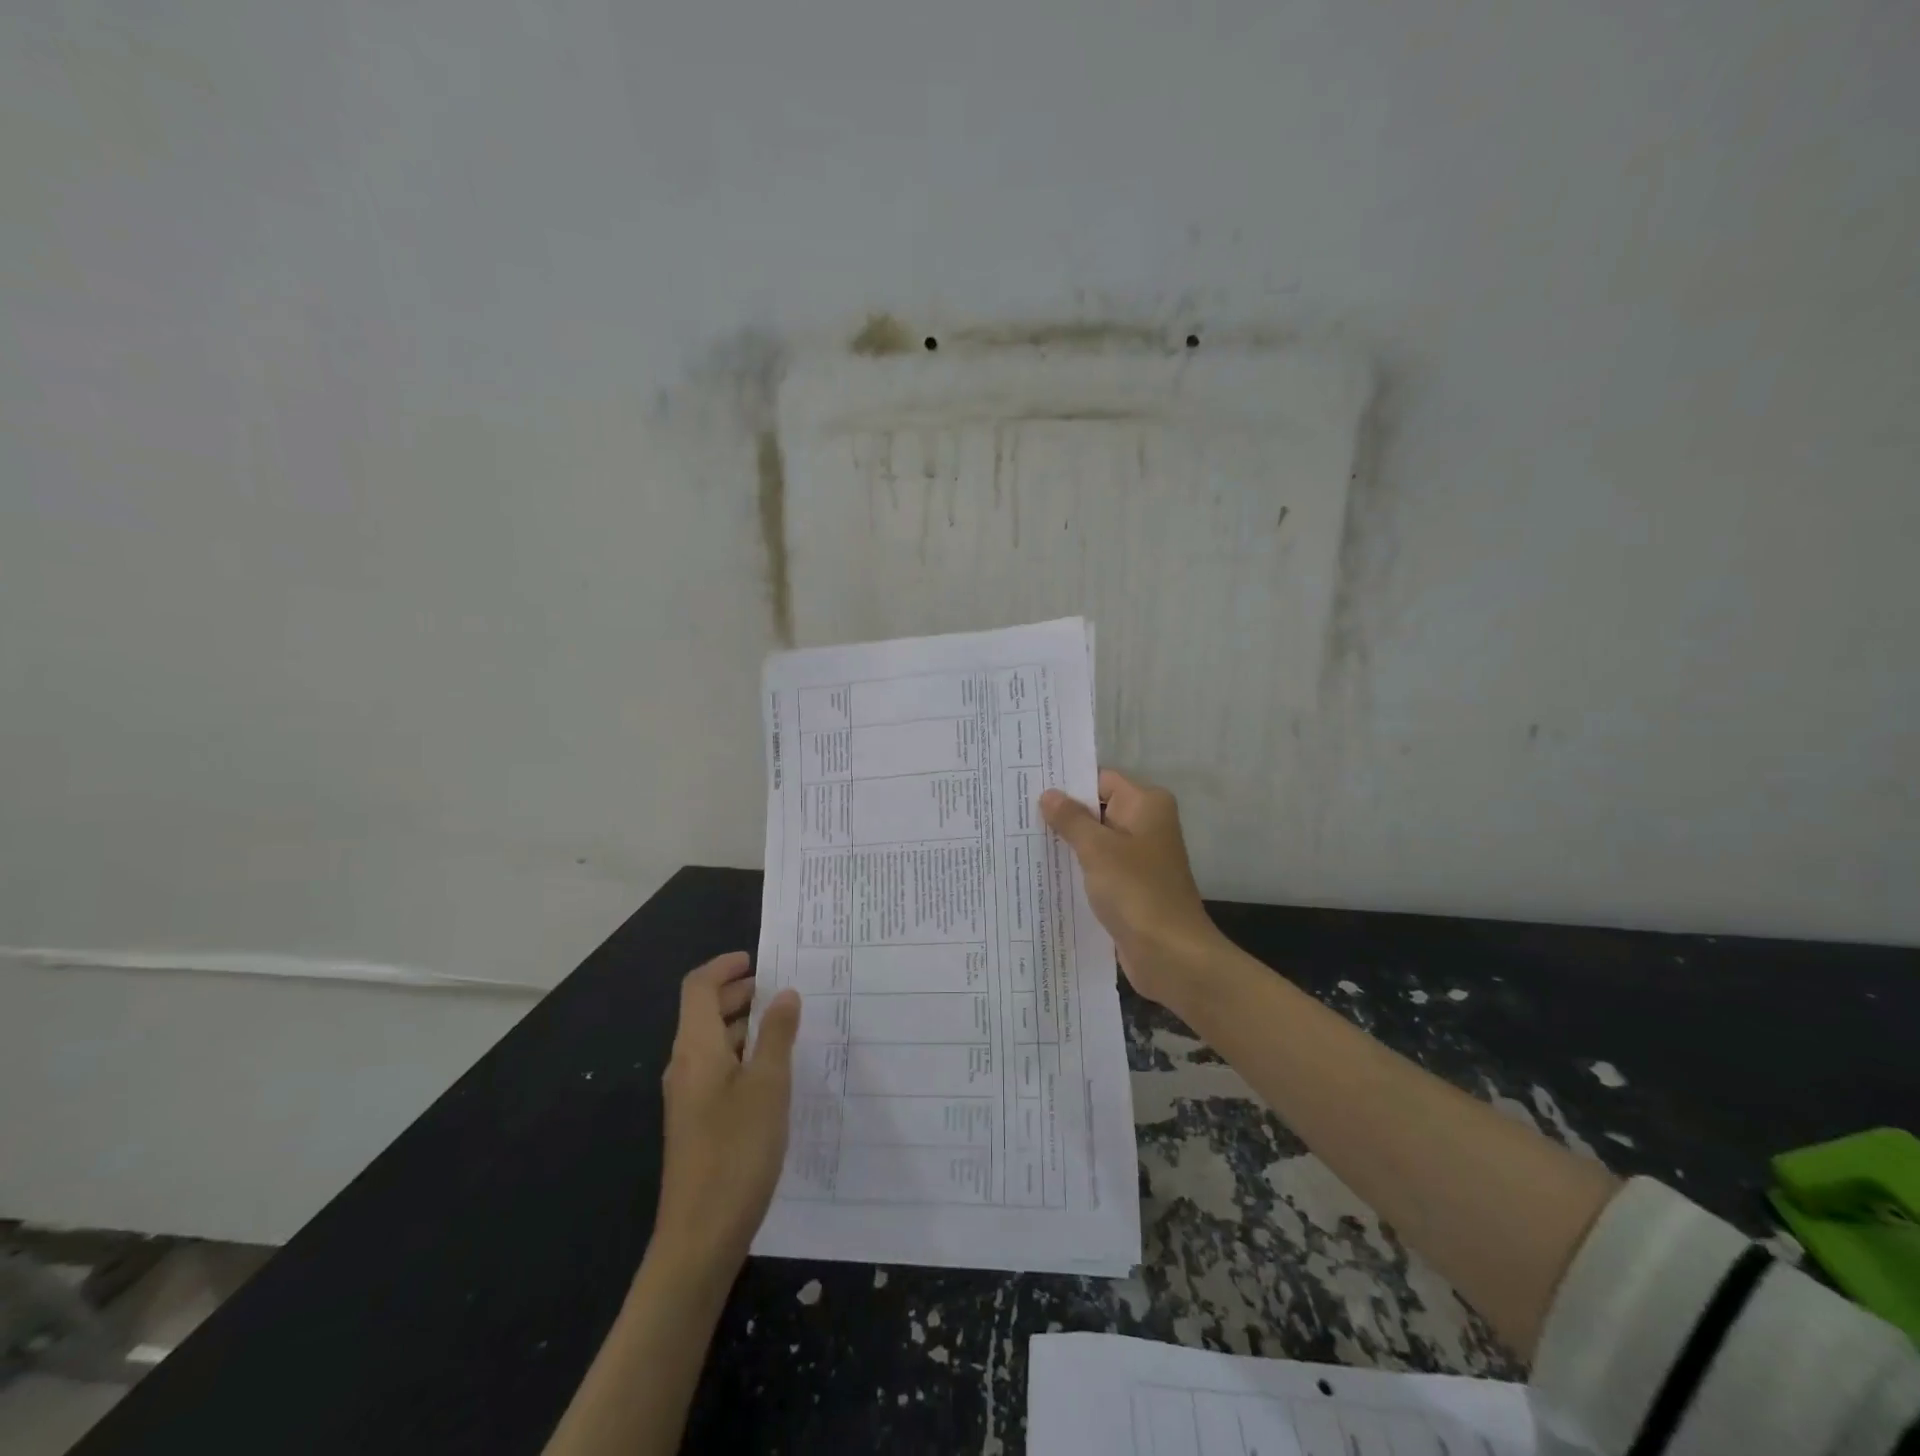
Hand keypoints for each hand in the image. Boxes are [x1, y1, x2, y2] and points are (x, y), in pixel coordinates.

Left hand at [651, 953, 800, 1276]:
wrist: (699, 1238)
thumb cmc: (737, 1152)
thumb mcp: (769, 1086)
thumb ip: (777, 1035)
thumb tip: (784, 994)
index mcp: (695, 1049)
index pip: (698, 987)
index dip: (725, 967)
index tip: (759, 960)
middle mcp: (684, 1066)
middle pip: (704, 1012)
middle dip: (740, 994)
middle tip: (783, 991)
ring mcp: (688, 1097)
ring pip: (713, 1042)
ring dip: (744, 1025)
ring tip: (787, 1027)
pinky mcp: (697, 1122)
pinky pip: (718, 1069)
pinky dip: (743, 1055)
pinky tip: (774, 1072)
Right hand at [1040, 769, 1228, 1010]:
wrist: (1171, 955)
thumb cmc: (1136, 891)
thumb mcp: (1097, 849)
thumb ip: (1070, 819)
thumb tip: (1049, 794)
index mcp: (1146, 805)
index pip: (1100, 780)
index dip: (1066, 782)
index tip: (1028, 784)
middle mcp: (1145, 825)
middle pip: (1096, 809)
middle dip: (1060, 813)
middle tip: (1015, 809)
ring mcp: (1138, 858)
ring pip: (1094, 841)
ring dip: (1065, 843)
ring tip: (1018, 837)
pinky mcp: (1129, 886)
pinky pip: (1097, 867)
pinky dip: (1075, 868)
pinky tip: (1040, 870)